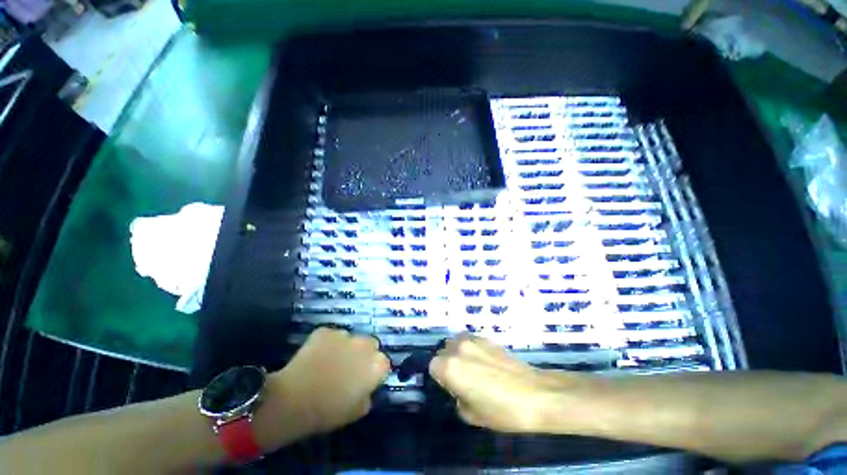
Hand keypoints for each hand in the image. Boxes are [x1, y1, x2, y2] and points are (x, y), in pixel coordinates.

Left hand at [272, 328, 389, 436]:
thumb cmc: (328, 411)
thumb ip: (368, 395)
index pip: (384, 363)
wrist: (292, 401)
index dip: (375, 371)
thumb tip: (366, 388)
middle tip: (350, 369)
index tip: (365, 381)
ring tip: (329, 362)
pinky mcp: (326, 330)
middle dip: (364, 354)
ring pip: (350, 339)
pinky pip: (331, 336)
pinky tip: (316, 357)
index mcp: (376, 364)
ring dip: (345, 348)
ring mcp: (344, 334)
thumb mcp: (356, 411)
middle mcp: (365, 344)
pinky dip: (327, 344)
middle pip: (370, 344)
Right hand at [429, 334, 585, 432]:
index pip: (431, 366)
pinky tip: (483, 361)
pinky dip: (470, 348)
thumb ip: (456, 397)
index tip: (449, 387)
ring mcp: (473, 339)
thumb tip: (456, 389)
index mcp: (450, 367)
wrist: (535, 394)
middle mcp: (458, 348)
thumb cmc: (502, 410)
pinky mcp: (486, 337)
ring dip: (457, 353)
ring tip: (470, 367)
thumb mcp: (471, 414)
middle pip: (442, 351)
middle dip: (446, 363)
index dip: (438, 378)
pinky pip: (469, 339)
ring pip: (454, 342)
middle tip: (460, 379)